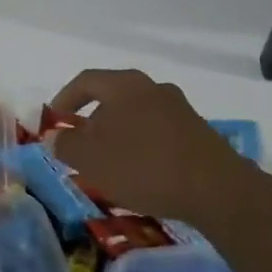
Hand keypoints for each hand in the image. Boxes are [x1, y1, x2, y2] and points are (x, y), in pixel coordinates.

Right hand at [47, 69, 257, 229]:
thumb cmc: (144, 166)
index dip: (64, 99)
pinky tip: (141, 172)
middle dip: (92, 120)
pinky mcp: (198, 132)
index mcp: (124, 85)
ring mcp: (179, 109)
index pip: (85, 81)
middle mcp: (152, 87)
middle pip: (112, 97)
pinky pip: (158, 132)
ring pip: (136, 115)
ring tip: (110, 163)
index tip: (54, 122)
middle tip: (81, 145)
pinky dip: (142, 146)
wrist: (217, 190)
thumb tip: (54, 137)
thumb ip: (66, 145)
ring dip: (118, 135)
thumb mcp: (92, 159)